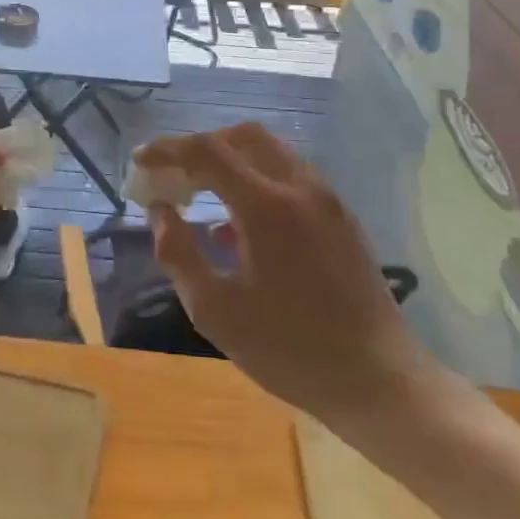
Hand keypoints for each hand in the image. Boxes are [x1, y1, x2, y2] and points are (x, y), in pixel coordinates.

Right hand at [135, 124, 438, 433]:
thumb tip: (160, 212)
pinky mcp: (340, 216)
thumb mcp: (216, 311)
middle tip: (171, 176)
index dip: (167, 150)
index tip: (139, 162)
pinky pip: (289, 175)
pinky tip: (236, 225)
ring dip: (229, 160)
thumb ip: (178, 253)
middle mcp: (300, 187)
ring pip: (269, 152)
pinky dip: (255, 179)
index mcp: (267, 205)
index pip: (207, 151)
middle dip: (199, 147)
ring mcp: (326, 199)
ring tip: (198, 195)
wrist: (379, 381)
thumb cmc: (291, 351)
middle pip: (242, 137)